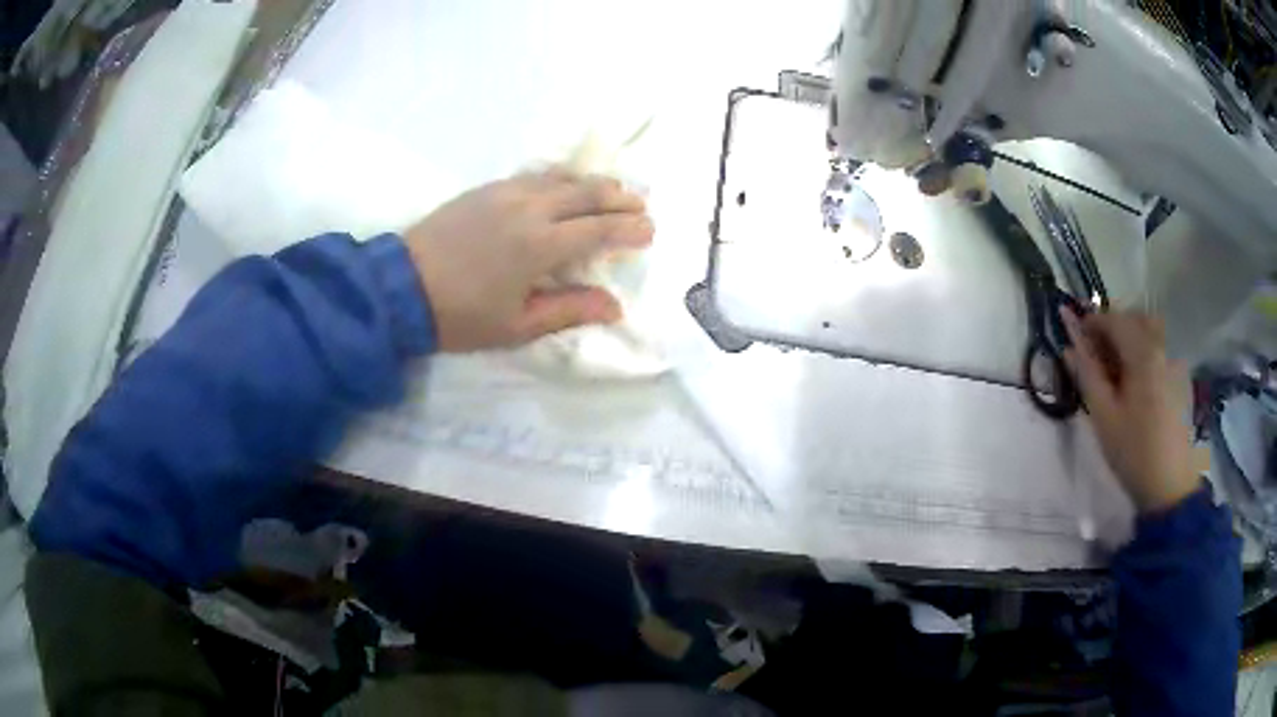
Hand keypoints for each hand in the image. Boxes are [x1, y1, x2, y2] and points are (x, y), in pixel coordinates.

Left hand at [402, 169, 652, 351]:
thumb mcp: (517, 326)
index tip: (650, 232)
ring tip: (613, 192)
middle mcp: (530, 209)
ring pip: (562, 179)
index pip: (599, 230)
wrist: (401, 287)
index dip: (630, 229)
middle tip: (641, 206)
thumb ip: (569, 310)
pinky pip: (535, 176)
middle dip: (620, 199)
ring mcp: (506, 192)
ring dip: (593, 184)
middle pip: (587, 193)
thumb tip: (614, 305)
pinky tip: (565, 187)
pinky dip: (561, 180)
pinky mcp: (486, 188)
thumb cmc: (461, 316)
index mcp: (540, 245)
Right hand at [1061, 309, 1199, 512]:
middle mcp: (1163, 347)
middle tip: (1094, 351)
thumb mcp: (1104, 416)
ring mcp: (1176, 362)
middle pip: (1135, 319)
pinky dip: (1144, 353)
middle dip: (1113, 326)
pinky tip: (1137, 384)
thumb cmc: (1133, 453)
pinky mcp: (1182, 379)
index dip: (1092, 321)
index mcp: (1144, 353)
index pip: (1114, 319)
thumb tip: (1068, 343)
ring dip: (1130, 338)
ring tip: (1116, 368)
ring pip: (1150, 332)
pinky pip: (1161, 351)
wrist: (1170, 488)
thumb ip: (1086, 373)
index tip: (1075, 334)